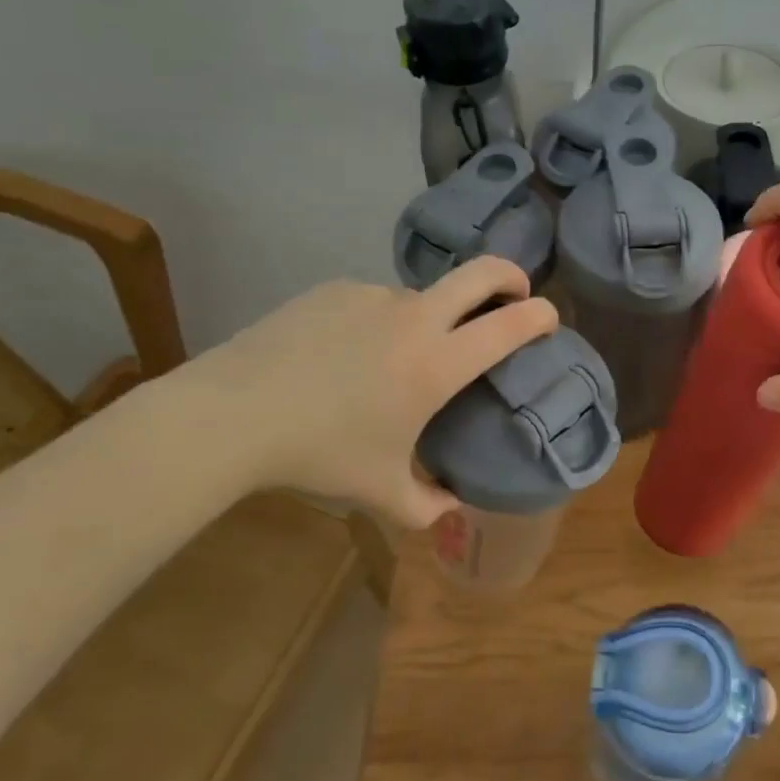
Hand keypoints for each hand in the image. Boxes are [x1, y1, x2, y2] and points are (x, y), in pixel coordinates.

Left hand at [170, 258, 556, 527]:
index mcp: (437, 364)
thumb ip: (427, 506)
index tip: (548, 320)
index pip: (510, 324)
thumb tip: (452, 508)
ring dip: (428, 319)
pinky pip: (373, 302)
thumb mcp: (380, 493)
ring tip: (392, 362)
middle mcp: (414, 318)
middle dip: (511, 276)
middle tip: (514, 294)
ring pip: (420, 297)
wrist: (231, 415)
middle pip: (482, 273)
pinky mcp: (334, 290)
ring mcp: (373, 297)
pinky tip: (343, 356)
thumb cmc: (319, 454)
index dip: (541, 316)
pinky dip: (377, 323)